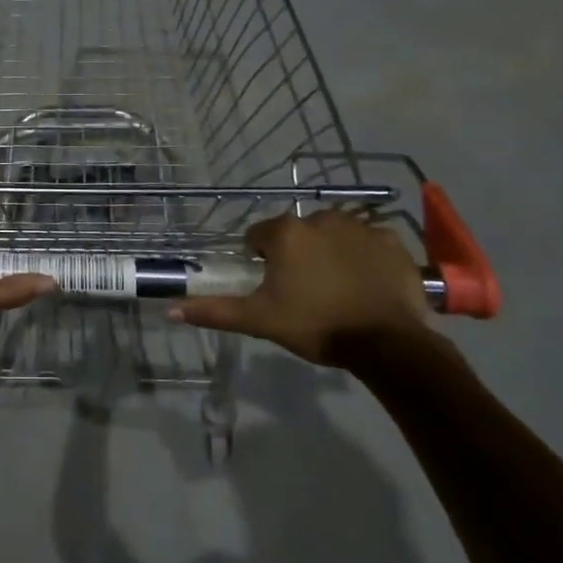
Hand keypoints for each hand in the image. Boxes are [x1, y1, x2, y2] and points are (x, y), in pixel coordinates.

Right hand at [170, 211, 433, 367]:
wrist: (389, 345)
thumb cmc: (317, 326)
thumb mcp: (260, 321)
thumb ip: (215, 310)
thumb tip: (170, 308)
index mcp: (286, 233)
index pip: (259, 236)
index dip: (261, 261)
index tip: (273, 287)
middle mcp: (320, 218)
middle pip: (297, 233)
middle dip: (297, 255)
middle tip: (304, 291)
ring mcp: (360, 226)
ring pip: (332, 234)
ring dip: (329, 252)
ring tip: (337, 288)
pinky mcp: (392, 240)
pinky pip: (369, 242)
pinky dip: (365, 256)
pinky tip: (367, 283)